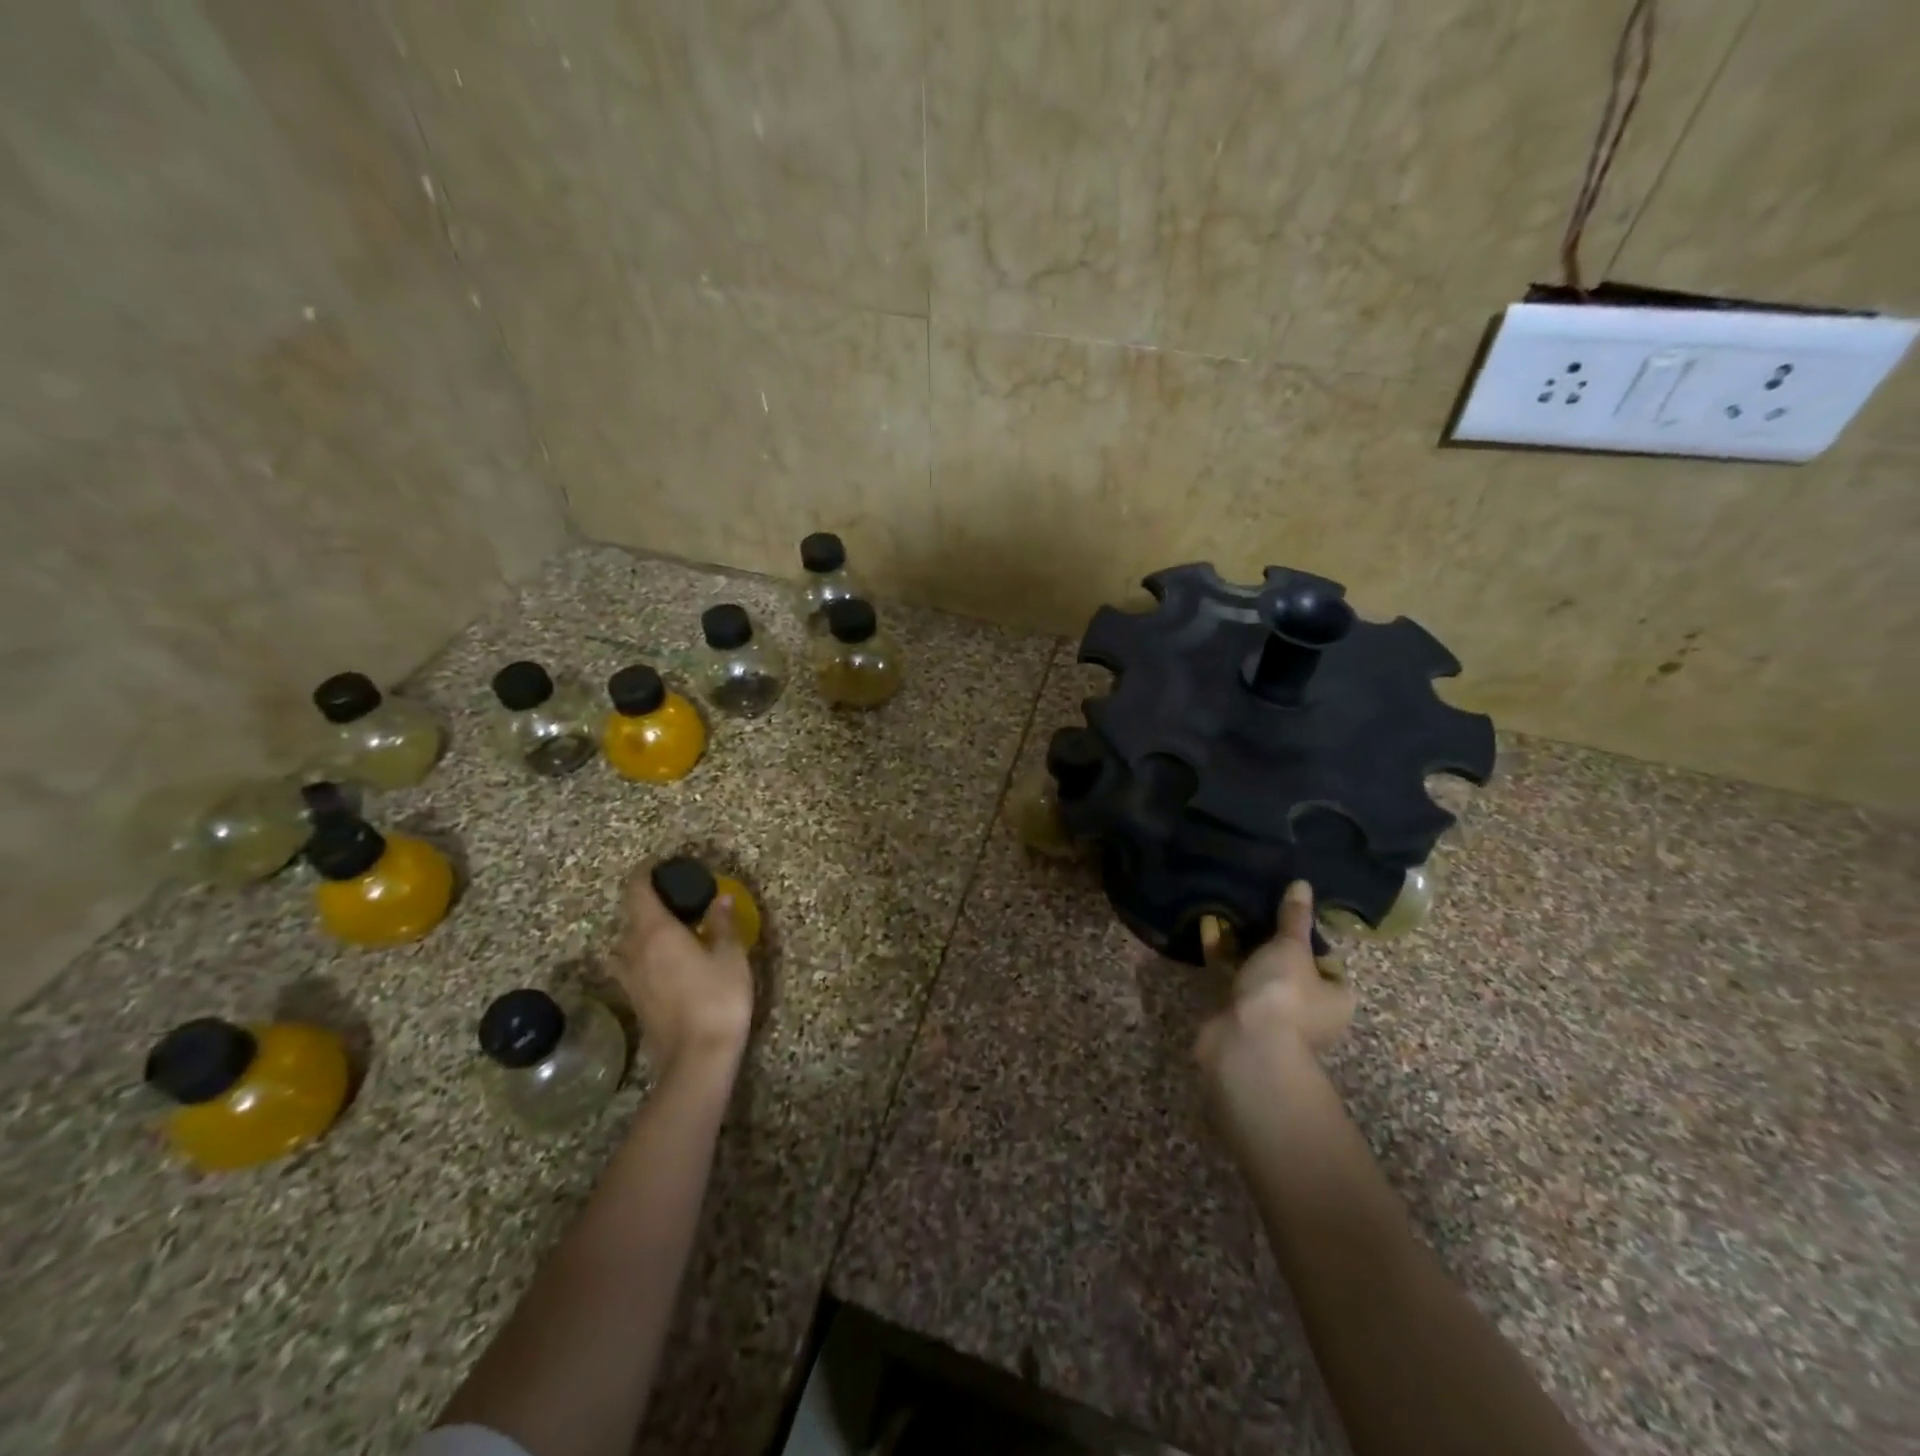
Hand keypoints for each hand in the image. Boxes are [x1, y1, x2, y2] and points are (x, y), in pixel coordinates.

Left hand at [616, 868, 754, 1080]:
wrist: (697, 1059)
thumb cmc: (717, 999)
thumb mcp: (730, 956)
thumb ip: (723, 924)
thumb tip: (720, 898)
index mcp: (655, 932)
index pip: (637, 890)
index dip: (645, 872)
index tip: (662, 864)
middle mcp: (634, 950)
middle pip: (630, 914)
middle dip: (650, 900)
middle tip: (680, 897)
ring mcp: (629, 978)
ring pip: (627, 942)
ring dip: (644, 929)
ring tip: (672, 928)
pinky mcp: (634, 1000)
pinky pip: (632, 964)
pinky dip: (645, 953)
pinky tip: (668, 960)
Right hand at [1195, 881, 1354, 1093]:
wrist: (1245, 1045)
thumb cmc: (1283, 995)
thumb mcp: (1292, 949)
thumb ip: (1294, 917)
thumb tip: (1303, 883)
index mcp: (1335, 998)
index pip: (1327, 962)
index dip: (1308, 938)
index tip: (1288, 914)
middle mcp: (1307, 1010)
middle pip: (1288, 966)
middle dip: (1268, 940)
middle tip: (1253, 906)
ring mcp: (1269, 1014)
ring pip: (1254, 971)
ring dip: (1240, 946)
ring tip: (1226, 909)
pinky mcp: (1235, 1012)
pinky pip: (1228, 976)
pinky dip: (1219, 955)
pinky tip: (1206, 926)